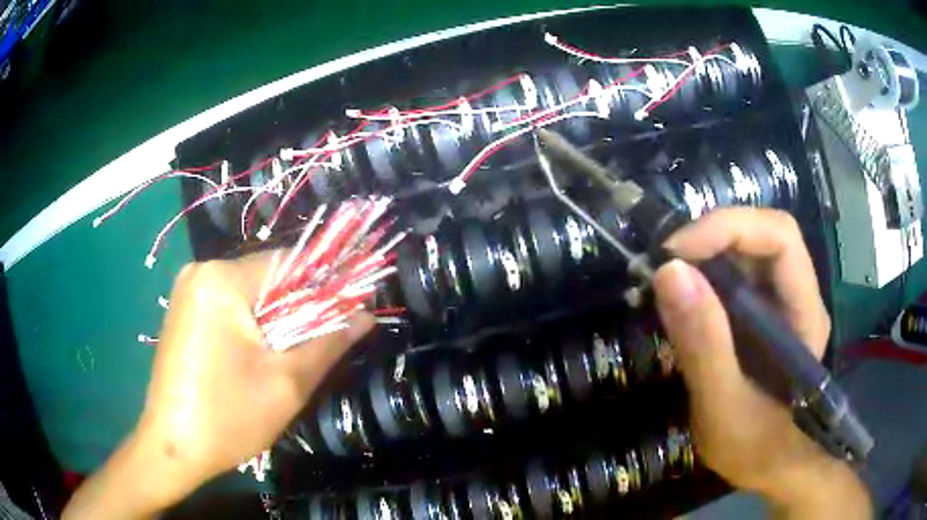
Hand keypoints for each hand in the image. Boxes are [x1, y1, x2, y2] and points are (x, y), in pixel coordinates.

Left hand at [64, 252, 372, 518]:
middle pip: (268, 279)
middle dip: (298, 311)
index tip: (349, 315)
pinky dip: (252, 328)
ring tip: (285, 361)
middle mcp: (201, 272)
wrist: (171, 448)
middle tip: (315, 350)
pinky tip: (255, 360)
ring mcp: (188, 290)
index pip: (290, 264)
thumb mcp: (287, 384)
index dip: (325, 287)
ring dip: (276, 322)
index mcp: (222, 279)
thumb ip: (329, 342)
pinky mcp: (184, 311)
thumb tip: (366, 315)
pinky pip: (229, 307)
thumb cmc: (227, 418)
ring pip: (251, 295)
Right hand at [652, 208, 869, 516]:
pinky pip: (738, 277)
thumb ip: (702, 345)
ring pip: (749, 251)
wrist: (773, 468)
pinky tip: (684, 300)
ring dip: (706, 255)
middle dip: (714, 237)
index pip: (780, 237)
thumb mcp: (723, 407)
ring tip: (667, 280)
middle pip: (764, 234)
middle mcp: (800, 295)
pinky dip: (706, 276)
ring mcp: (784, 303)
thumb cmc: (756, 448)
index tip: (675, 252)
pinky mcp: (765, 315)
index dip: (728, 228)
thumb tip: (667, 271)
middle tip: (666, 263)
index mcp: (805, 314)